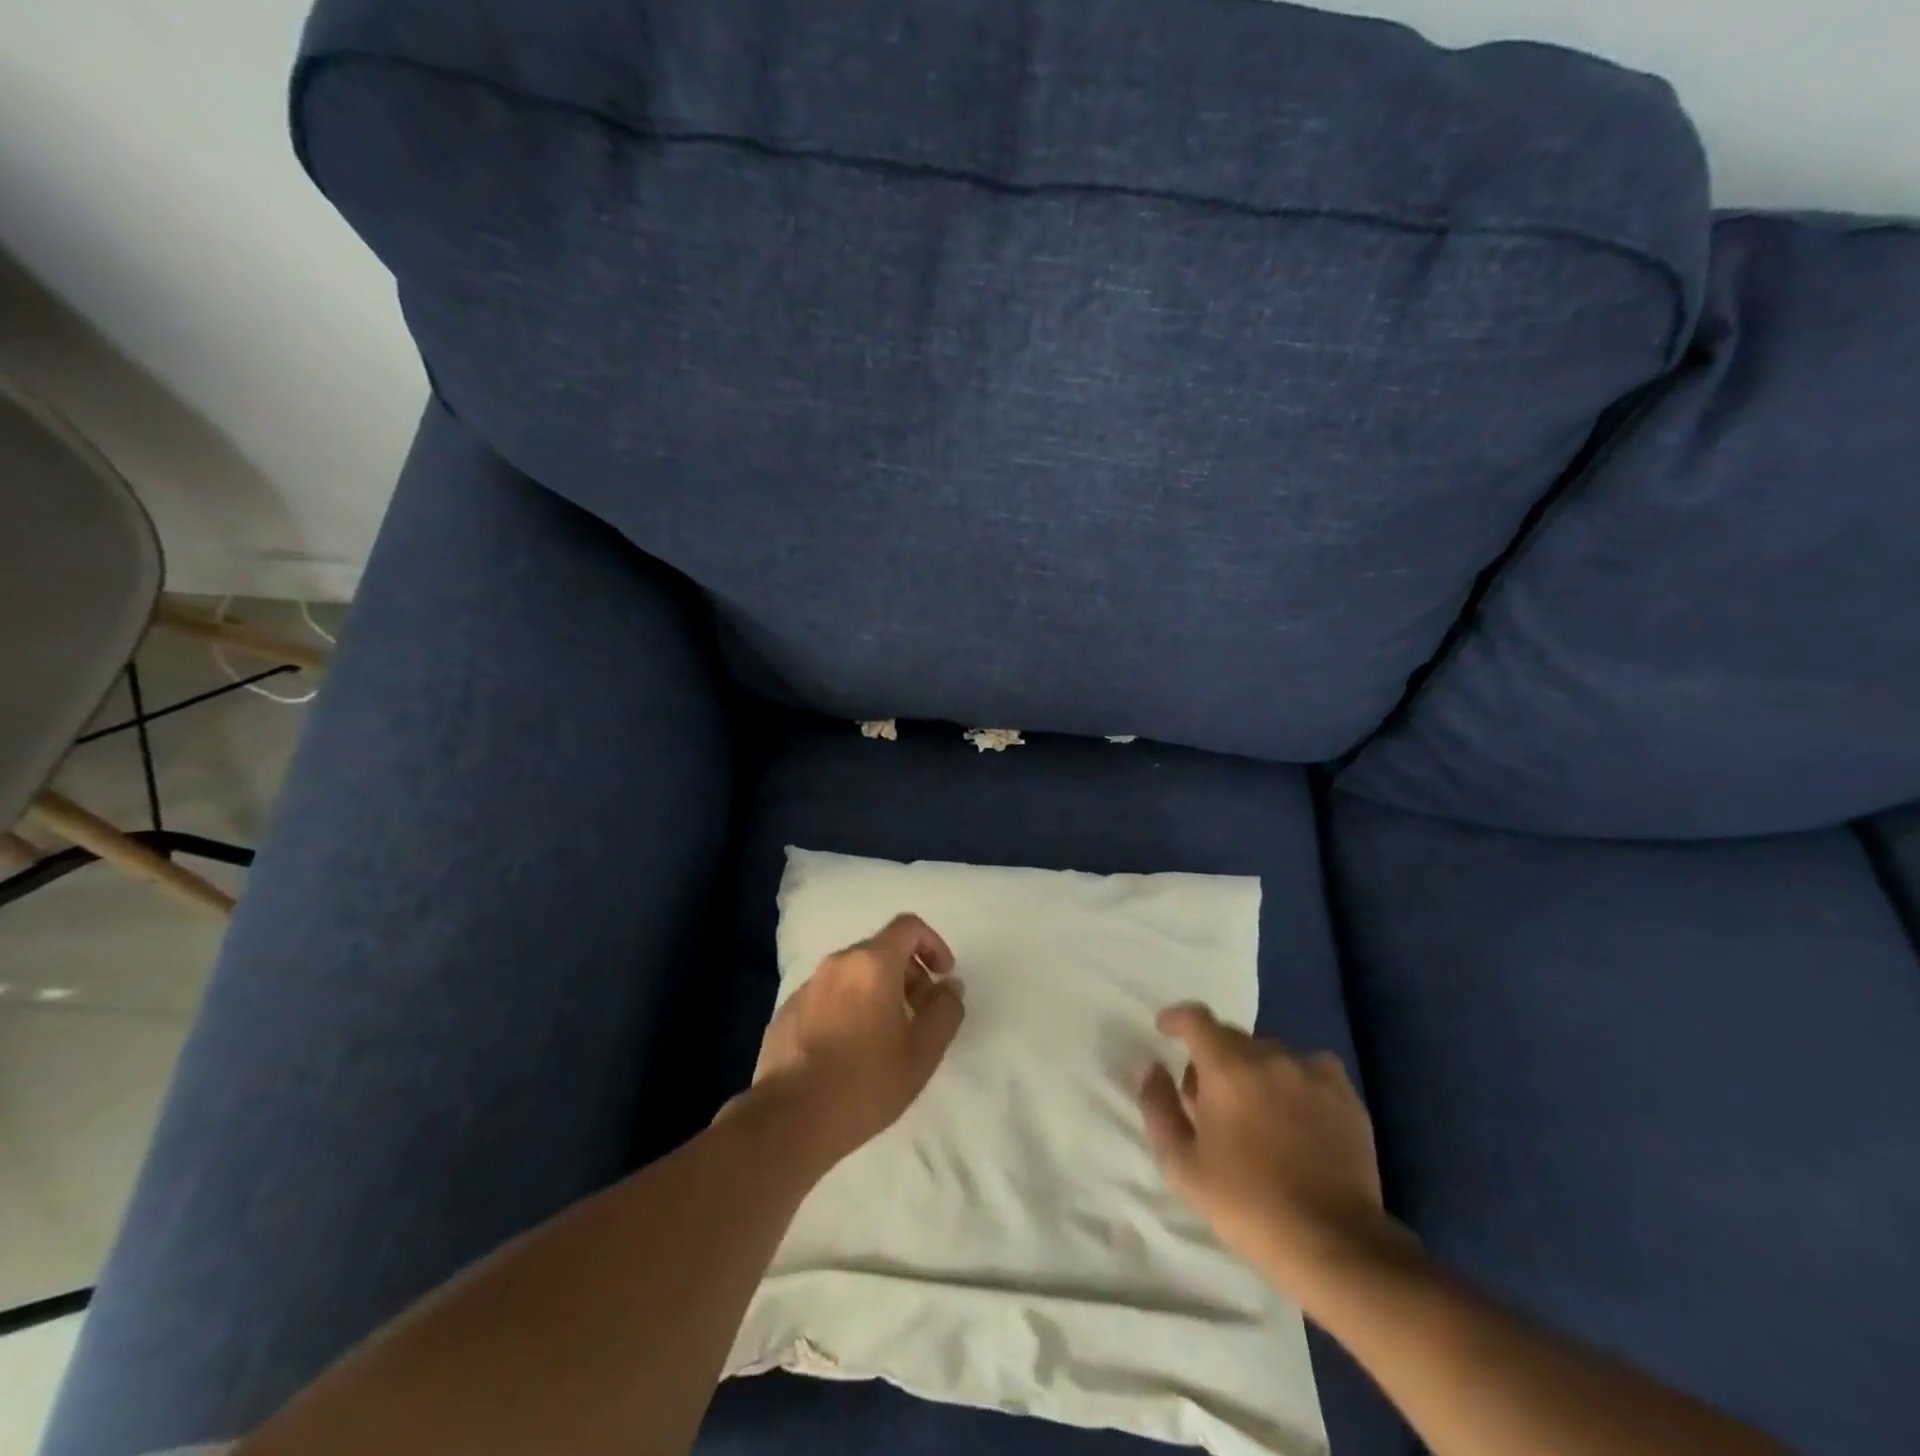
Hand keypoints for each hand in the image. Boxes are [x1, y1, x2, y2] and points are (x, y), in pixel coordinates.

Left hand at [747, 913, 965, 1168]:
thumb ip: (945, 1010)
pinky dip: (848, 1007)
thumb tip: (949, 985)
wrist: (788, 1121)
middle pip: (881, 950)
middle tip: (919, 1013)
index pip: (909, 926)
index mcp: (872, 964)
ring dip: (878, 991)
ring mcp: (807, 986)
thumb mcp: (923, 1052)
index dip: (933, 944)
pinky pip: (828, 996)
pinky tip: (849, 1050)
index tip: (943, 976)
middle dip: (908, 973)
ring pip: (853, 974)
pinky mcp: (787, 1011)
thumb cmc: (864, 1083)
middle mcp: (837, 964)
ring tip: (885, 1036)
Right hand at [1140, 1003, 1411, 1297]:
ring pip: (1270, 1053)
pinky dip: (1295, 1080)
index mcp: (1226, 1068)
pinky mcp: (1346, 1096)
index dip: (1176, 1019)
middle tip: (1209, 1100)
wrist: (1333, 1243)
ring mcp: (1312, 1073)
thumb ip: (1159, 1107)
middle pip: (1231, 1037)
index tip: (1165, 1030)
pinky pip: (1310, 1068)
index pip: (1196, 1018)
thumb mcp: (1182, 1165)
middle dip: (1212, 1058)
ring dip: (1253, 1070)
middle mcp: (1269, 1057)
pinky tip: (1296, 1112)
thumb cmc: (1247, 1204)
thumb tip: (1152, 1069)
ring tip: (1256, 1111)